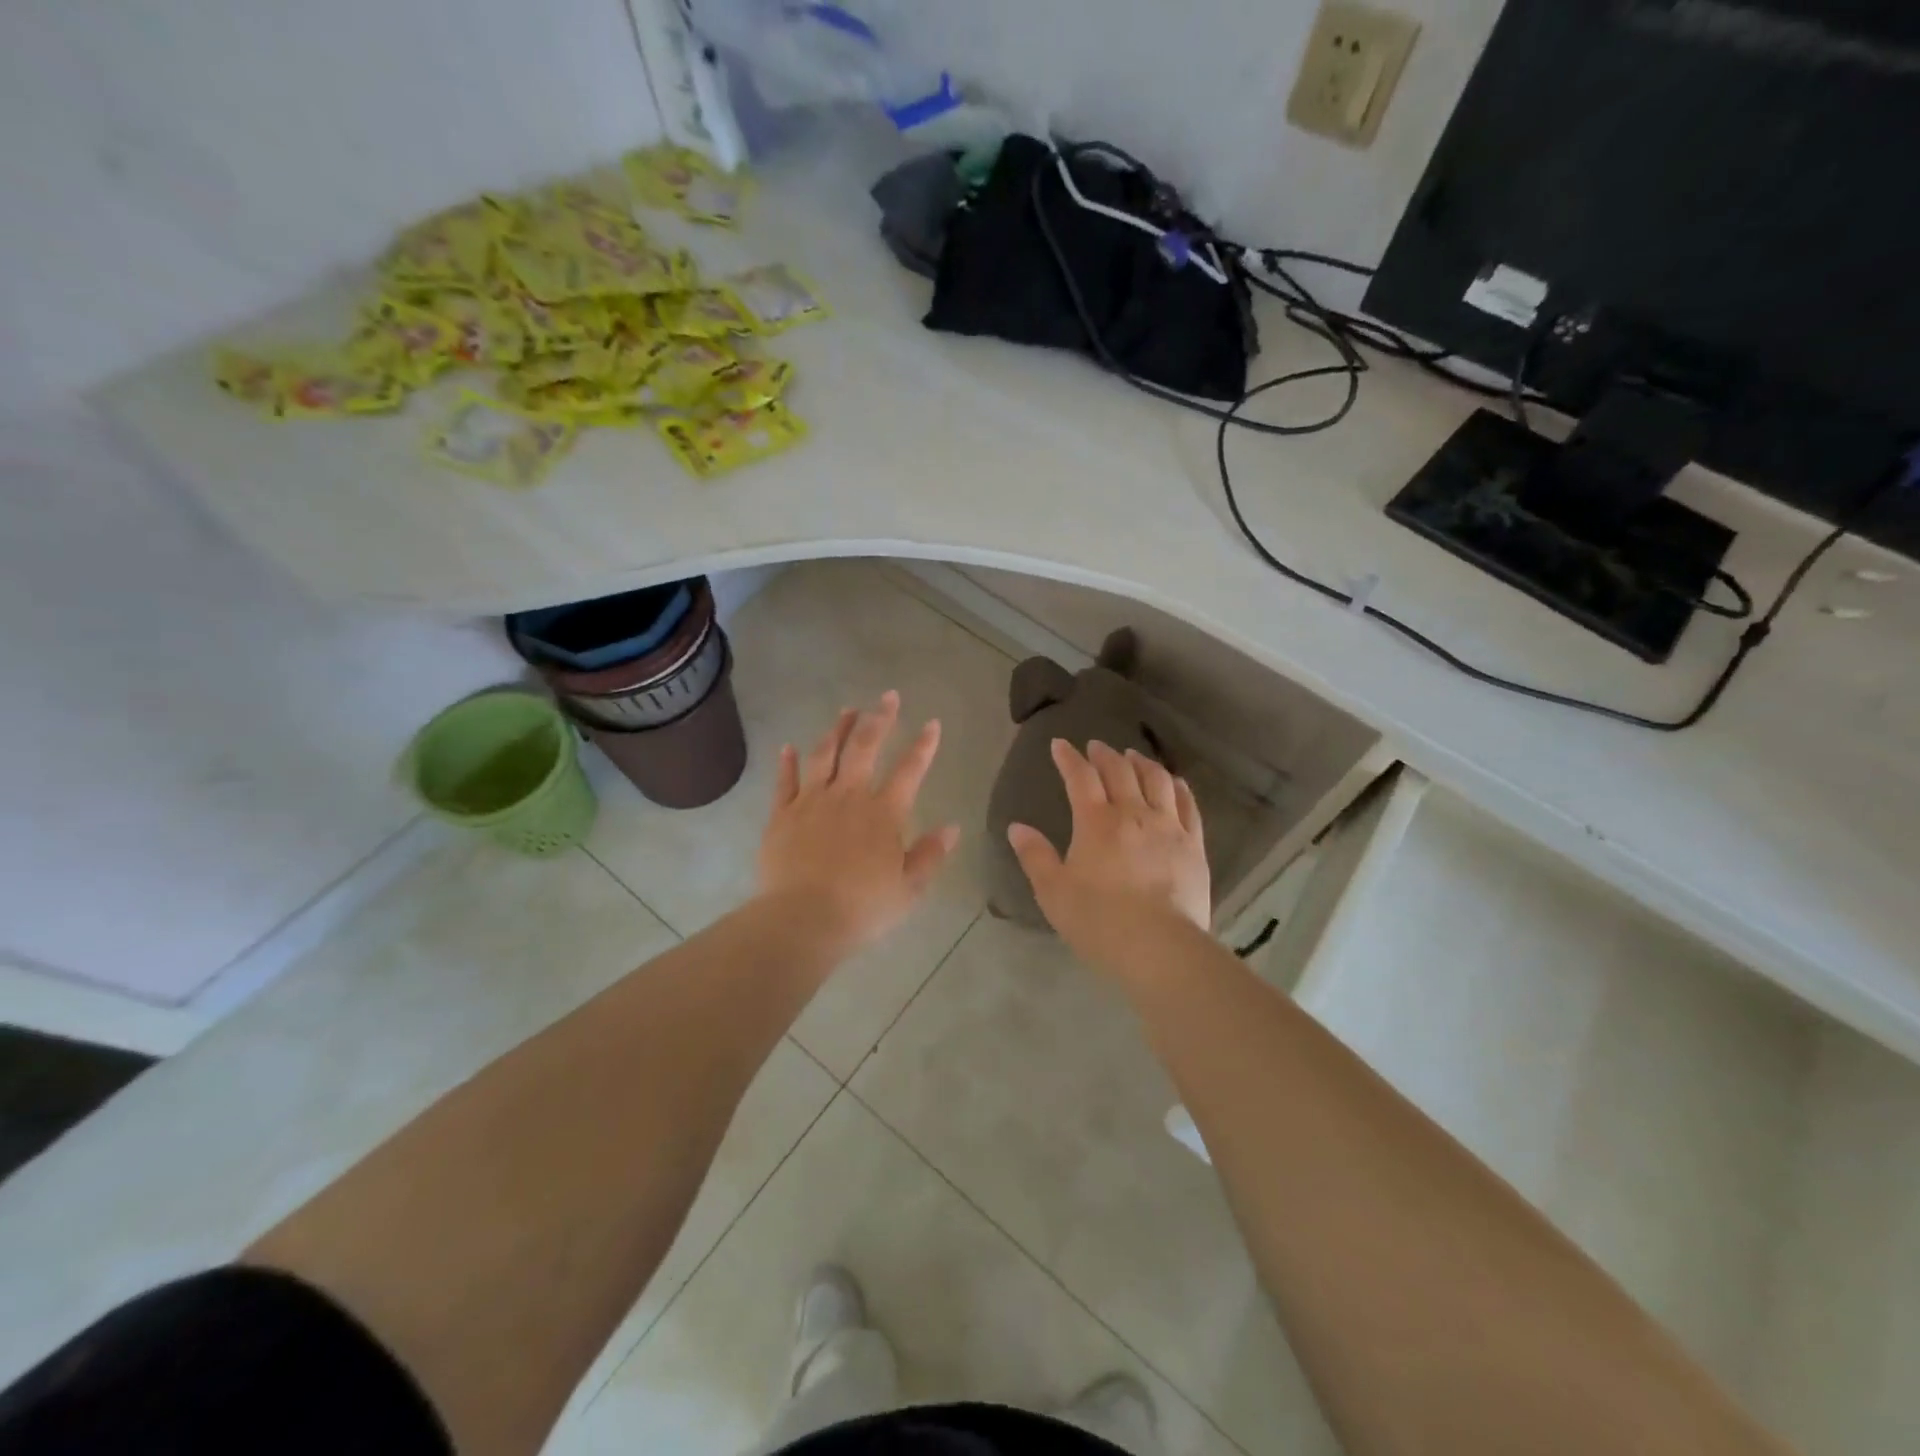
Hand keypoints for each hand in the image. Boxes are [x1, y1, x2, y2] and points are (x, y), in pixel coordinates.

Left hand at [757, 691, 960, 955]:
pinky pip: (785, 781)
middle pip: (865, 747)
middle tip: (888, 697)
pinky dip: (788, 762)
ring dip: (837, 730)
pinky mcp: (782, 815)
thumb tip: (953, 827)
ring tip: (847, 710)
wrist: (802, 919)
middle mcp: (849, 796)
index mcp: (884, 813)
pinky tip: (788, 747)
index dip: (924, 745)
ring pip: (825, 755)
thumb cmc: (862, 908)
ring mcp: (812, 802)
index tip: (932, 723)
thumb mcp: (909, 888)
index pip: (910, 770)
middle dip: (879, 719)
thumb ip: (930, 855)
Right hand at [1008, 740, 1210, 974]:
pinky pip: (1188, 805)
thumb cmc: (1098, 921)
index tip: (1060, 744)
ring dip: (1142, 763)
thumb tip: (1017, 827)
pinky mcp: (1194, 845)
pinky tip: (1174, 782)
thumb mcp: (1053, 892)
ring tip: (1133, 756)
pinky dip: (1178, 787)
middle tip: (1096, 746)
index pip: (1080, 778)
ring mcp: (1168, 827)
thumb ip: (1035, 856)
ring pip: (1157, 780)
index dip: (1069, 758)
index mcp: (1096, 822)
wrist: (1159, 947)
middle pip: (1120, 771)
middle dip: (1105, 754)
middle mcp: (1133, 814)